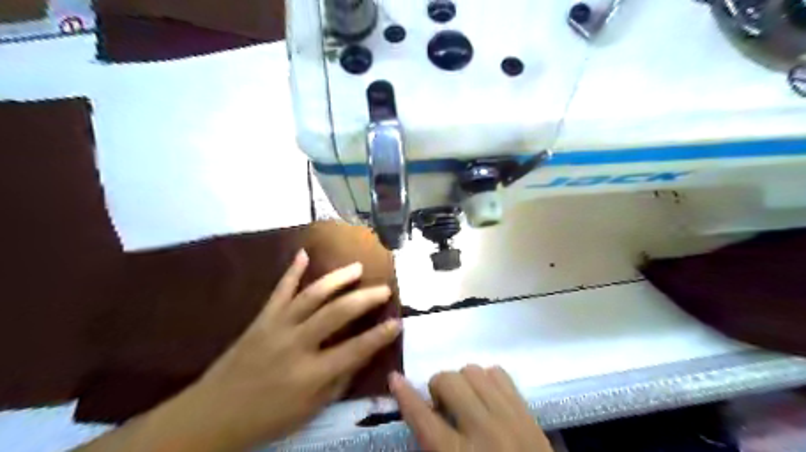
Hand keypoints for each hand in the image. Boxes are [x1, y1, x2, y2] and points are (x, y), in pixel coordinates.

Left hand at [179, 249, 398, 450]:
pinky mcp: (261, 318)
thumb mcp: (310, 410)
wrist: (212, 415)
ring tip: (357, 268)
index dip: (380, 335)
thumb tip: (362, 355)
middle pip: (337, 313)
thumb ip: (338, 381)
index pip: (355, 349)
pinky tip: (304, 253)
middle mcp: (296, 344)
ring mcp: (277, 327)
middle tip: (384, 289)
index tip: (398, 321)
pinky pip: (279, 290)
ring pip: (312, 295)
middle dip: (365, 298)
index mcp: (311, 374)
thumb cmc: (266, 418)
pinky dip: (292, 270)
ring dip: (338, 279)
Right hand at [391, 366, 553, 449]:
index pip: (423, 417)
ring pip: (473, 371)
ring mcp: (508, 415)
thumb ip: (433, 444)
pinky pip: (499, 373)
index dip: (405, 395)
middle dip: (438, 388)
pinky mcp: (526, 410)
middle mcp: (482, 430)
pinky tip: (487, 396)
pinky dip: (487, 379)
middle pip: (448, 381)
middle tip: (443, 406)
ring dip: (462, 381)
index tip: (395, 378)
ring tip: (466, 400)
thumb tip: (421, 413)